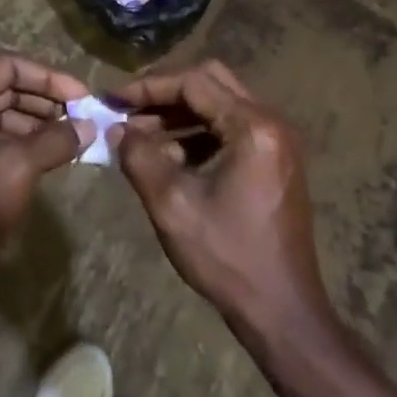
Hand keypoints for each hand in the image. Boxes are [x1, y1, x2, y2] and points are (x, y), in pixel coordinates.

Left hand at [0, 53, 92, 286]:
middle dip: (44, 103)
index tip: (83, 97)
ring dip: (34, 125)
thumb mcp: (16, 167)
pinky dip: (17, 144)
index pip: (10, 66)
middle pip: (4, 88)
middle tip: (82, 120)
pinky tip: (44, 160)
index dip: (50, 78)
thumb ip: (55, 141)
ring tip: (70, 141)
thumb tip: (88, 128)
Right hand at [111, 61, 332, 346]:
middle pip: (210, 82)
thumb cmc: (228, 258)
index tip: (113, 98)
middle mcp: (271, 122)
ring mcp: (277, 141)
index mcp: (253, 126)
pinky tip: (170, 157)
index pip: (194, 82)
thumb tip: (116, 129)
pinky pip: (231, 128)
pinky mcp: (275, 160)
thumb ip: (139, 157)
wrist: (284, 314)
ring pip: (220, 104)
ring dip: (180, 114)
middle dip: (164, 93)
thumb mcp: (172, 206)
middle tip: (128, 109)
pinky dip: (199, 133)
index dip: (149, 87)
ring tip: (140, 135)